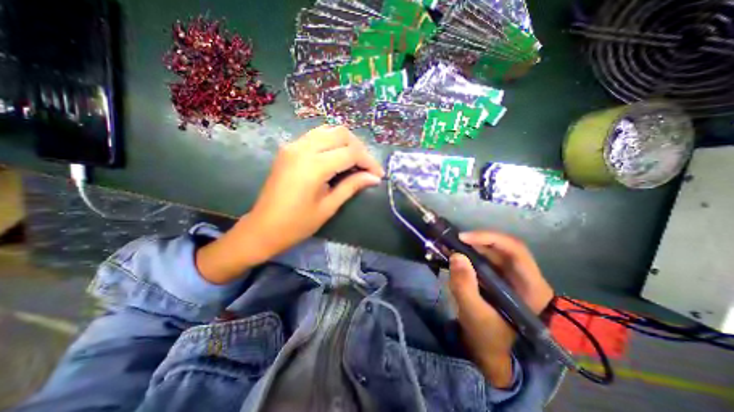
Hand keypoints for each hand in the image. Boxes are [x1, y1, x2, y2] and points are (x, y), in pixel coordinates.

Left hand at [196, 126, 384, 284]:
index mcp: (313, 166)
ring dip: (346, 142)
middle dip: (359, 148)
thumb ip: (352, 186)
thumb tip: (374, 178)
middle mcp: (302, 148)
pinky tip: (337, 157)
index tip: (378, 175)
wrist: (263, 227)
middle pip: (341, 134)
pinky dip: (331, 142)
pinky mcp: (289, 148)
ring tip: (355, 161)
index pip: (351, 153)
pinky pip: (316, 136)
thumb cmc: (297, 224)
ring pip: (328, 130)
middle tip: (367, 167)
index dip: (369, 162)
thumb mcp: (328, 207)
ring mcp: (293, 145)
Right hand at [444, 232, 553, 389]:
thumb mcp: (473, 313)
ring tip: (449, 245)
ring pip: (492, 251)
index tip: (463, 238)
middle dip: (477, 241)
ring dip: (470, 246)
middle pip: (503, 248)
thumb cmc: (486, 336)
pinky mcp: (498, 277)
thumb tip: (456, 255)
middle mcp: (525, 277)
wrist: (487, 350)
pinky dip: (468, 253)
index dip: (490, 238)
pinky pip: (484, 258)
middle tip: (453, 241)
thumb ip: (465, 286)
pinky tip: (453, 254)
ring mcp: (511, 276)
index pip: (516, 251)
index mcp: (531, 288)